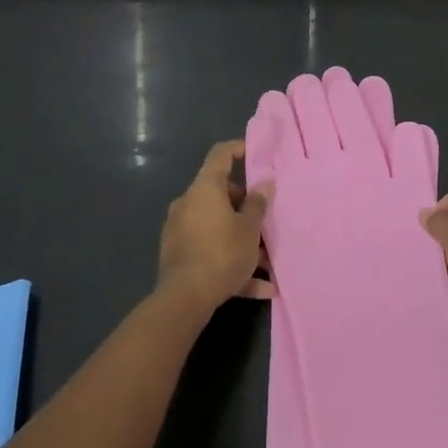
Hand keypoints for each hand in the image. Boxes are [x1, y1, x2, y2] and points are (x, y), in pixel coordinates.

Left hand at [157, 140, 274, 313]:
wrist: (185, 298)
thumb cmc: (222, 252)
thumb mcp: (249, 229)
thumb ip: (258, 204)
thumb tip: (265, 182)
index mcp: (205, 189)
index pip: (220, 155)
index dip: (238, 149)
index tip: (254, 153)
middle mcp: (189, 203)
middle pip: (221, 195)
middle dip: (246, 208)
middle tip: (267, 222)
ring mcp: (180, 229)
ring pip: (218, 227)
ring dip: (242, 241)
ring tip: (269, 264)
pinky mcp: (178, 255)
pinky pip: (210, 250)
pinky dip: (232, 263)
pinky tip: (260, 288)